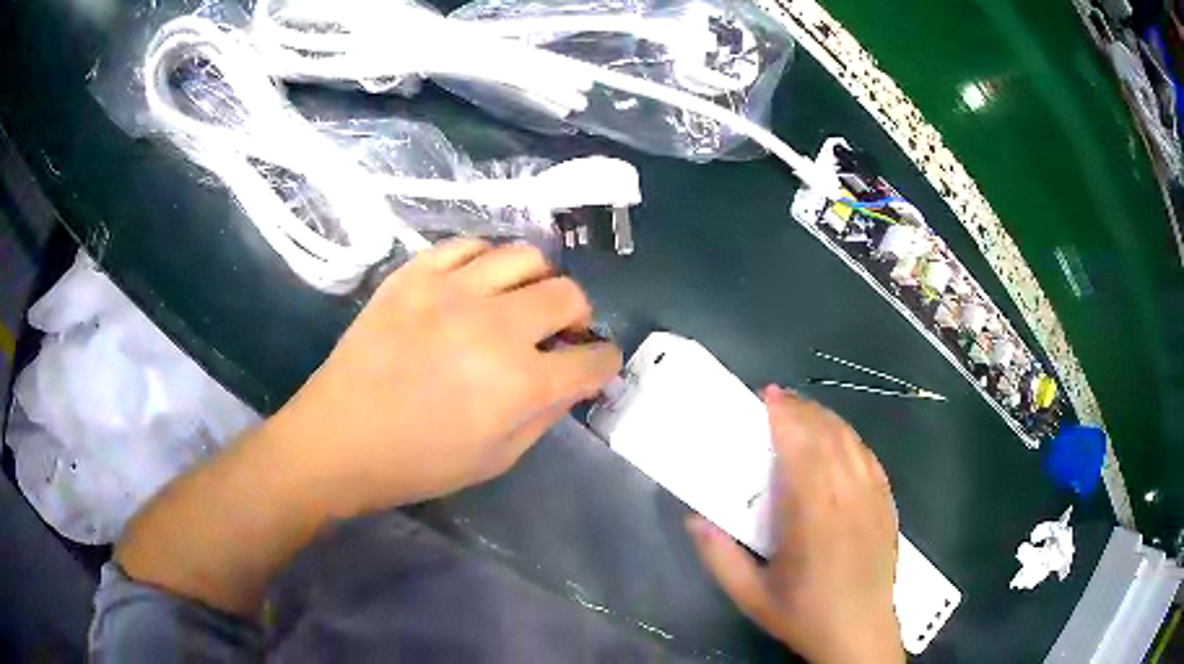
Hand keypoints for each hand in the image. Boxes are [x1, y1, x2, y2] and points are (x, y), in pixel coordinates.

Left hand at [266, 239, 621, 514]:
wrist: (340, 438)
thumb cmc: (419, 463)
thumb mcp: (497, 459)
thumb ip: (545, 415)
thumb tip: (572, 380)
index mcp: (520, 384)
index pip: (592, 358)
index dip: (604, 362)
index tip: (597, 363)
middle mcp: (494, 326)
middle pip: (568, 294)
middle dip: (579, 316)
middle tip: (560, 332)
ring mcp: (451, 290)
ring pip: (525, 256)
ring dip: (537, 281)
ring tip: (519, 301)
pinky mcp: (414, 274)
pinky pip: (468, 245)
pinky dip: (484, 262)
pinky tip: (476, 284)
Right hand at [687, 387, 902, 663]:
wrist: (859, 633)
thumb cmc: (802, 615)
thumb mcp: (750, 596)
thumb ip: (719, 557)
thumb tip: (694, 517)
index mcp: (813, 517)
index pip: (802, 449)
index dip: (785, 416)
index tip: (767, 396)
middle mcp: (847, 498)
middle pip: (827, 436)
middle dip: (802, 410)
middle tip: (776, 399)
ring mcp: (873, 498)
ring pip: (851, 442)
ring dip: (826, 419)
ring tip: (803, 412)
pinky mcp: (886, 504)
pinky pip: (869, 457)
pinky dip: (850, 439)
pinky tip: (838, 438)